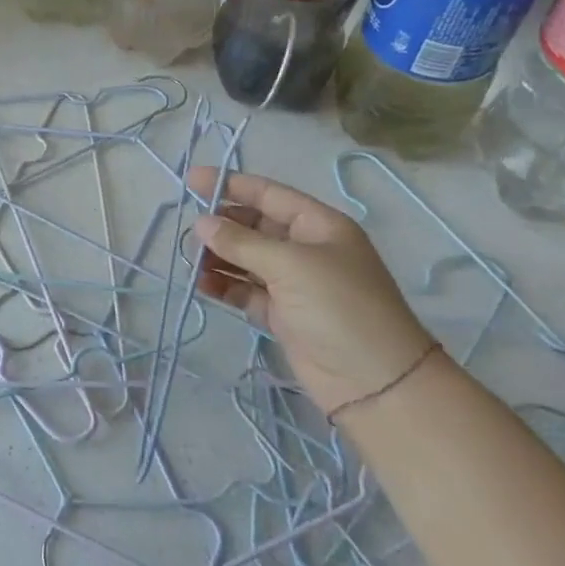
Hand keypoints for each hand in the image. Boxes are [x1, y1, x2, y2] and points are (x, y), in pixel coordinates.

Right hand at [188, 168, 436, 418]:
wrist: (376, 384)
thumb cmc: (340, 308)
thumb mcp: (291, 266)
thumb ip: (241, 242)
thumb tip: (200, 223)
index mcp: (318, 226)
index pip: (268, 194)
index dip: (230, 185)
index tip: (191, 181)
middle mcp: (305, 249)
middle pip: (254, 226)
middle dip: (221, 226)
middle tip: (188, 232)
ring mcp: (294, 283)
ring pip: (246, 259)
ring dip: (218, 257)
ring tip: (191, 261)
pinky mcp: (282, 314)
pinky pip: (245, 290)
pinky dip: (224, 286)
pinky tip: (201, 284)